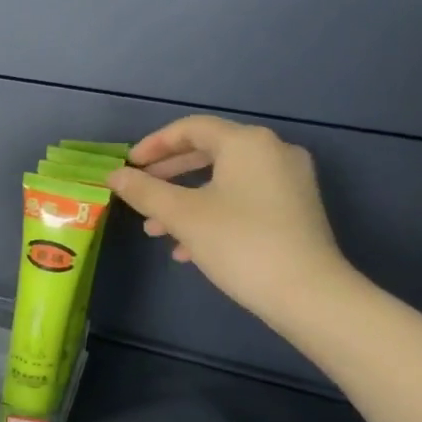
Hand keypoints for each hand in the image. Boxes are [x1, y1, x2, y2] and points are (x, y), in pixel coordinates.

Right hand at [106, 115, 352, 327]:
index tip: (128, 165)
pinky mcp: (294, 209)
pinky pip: (243, 199)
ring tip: (155, 229)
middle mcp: (273, 152)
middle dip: (168, 174)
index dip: (154, 144)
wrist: (307, 293)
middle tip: (138, 191)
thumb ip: (144, 191)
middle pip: (209, 151)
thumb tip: (114, 175)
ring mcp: (288, 181)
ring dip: (185, 199)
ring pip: (224, 180)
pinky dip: (212, 213)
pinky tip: (188, 247)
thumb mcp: (182, 215)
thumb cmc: (239, 242)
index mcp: (247, 143)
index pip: (191, 128)